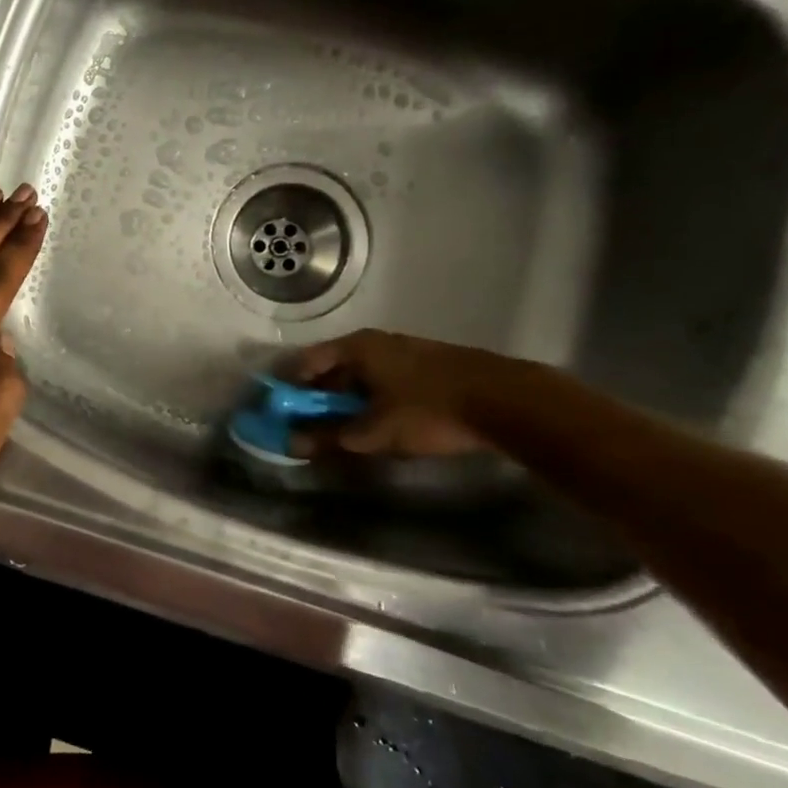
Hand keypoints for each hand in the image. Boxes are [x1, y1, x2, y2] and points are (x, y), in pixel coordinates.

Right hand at [287, 329, 507, 457]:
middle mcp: (377, 342)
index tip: (279, 412)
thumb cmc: (429, 410)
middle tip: (309, 427)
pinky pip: (385, 381)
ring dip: (347, 402)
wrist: (508, 402)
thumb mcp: (374, 431)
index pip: (305, 362)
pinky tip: (379, 423)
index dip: (289, 388)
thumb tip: (291, 445)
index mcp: (356, 347)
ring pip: (361, 376)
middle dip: (318, 399)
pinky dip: (372, 400)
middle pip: (333, 369)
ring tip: (344, 431)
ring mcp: (405, 351)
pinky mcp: (428, 366)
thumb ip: (330, 437)